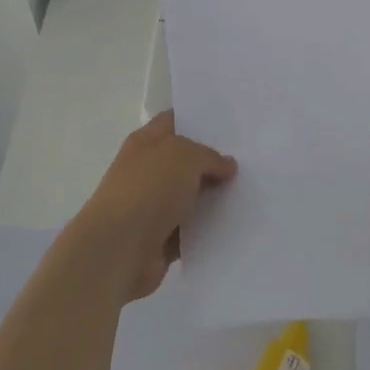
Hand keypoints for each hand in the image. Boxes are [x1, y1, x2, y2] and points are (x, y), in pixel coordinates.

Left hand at [69, 112, 237, 301]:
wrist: (119, 249)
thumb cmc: (148, 189)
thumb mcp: (186, 156)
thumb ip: (209, 156)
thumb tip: (226, 166)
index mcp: (146, 142)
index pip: (173, 122)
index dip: (198, 121)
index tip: (230, 125)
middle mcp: (146, 171)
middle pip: (185, 161)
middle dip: (213, 162)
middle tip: (249, 161)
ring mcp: (151, 206)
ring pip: (190, 197)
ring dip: (213, 198)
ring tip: (249, 193)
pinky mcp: (159, 239)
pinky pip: (190, 230)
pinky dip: (206, 230)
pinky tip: (235, 225)